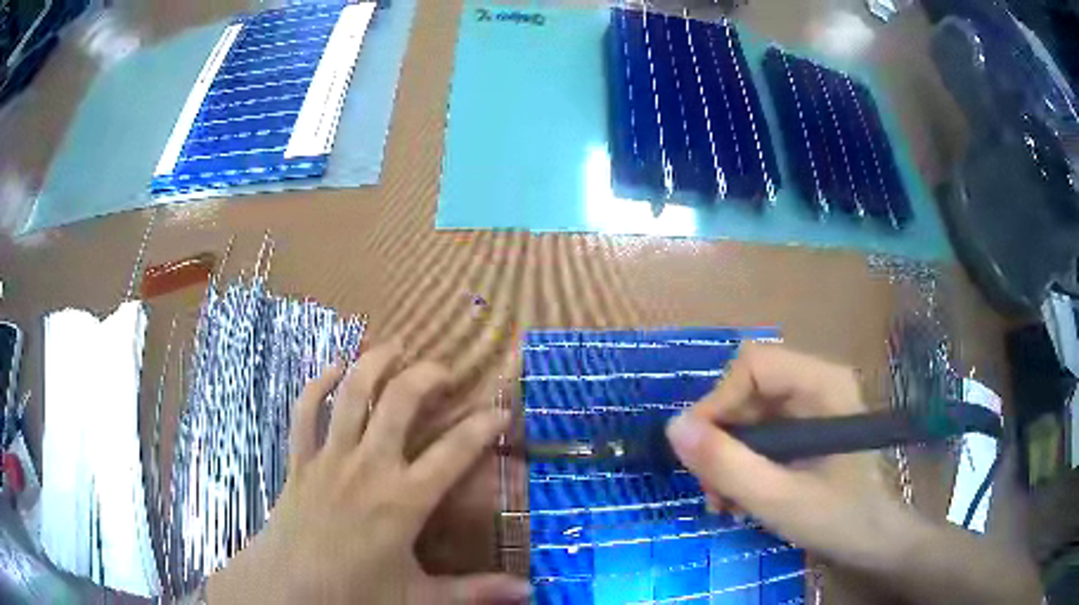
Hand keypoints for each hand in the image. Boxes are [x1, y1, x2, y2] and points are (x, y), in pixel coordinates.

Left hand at [207, 341, 530, 603]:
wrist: (289, 588)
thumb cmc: (356, 593)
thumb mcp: (421, 597)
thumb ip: (476, 592)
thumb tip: (528, 592)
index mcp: (404, 500)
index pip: (455, 451)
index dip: (483, 426)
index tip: (501, 411)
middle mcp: (368, 467)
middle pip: (399, 401)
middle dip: (427, 375)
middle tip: (446, 371)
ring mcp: (329, 458)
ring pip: (351, 394)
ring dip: (374, 363)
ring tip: (396, 347)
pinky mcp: (300, 459)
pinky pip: (304, 411)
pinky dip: (317, 384)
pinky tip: (333, 368)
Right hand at [665, 344, 913, 569]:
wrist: (875, 541)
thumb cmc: (840, 518)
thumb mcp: (779, 499)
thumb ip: (727, 465)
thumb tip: (673, 428)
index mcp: (822, 384)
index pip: (753, 366)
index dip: (717, 403)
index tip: (697, 454)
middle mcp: (816, 383)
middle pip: (747, 389)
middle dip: (721, 439)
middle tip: (710, 489)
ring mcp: (811, 406)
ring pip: (748, 413)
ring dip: (726, 457)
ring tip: (722, 502)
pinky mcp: (805, 428)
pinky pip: (759, 433)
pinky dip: (741, 463)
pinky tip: (737, 498)